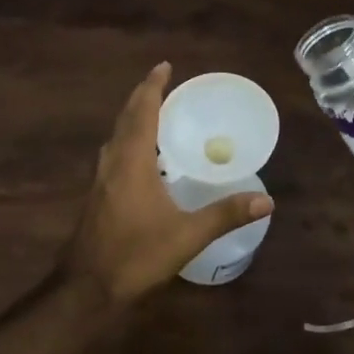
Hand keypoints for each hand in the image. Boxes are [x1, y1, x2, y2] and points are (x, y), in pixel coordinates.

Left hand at [59, 62, 273, 307]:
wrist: (86, 288)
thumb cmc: (137, 254)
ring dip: (133, 117)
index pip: (142, 111)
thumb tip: (266, 200)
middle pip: (126, 117)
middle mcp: (113, 162)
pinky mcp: (97, 195)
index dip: (153, 86)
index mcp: (132, 161)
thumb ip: (226, 215)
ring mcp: (101, 179)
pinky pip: (114, 152)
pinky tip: (140, 156)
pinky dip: (128, 138)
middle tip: (162, 81)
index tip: (165, 66)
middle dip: (142, 96)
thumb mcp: (187, 235)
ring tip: (152, 111)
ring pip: (117, 135)